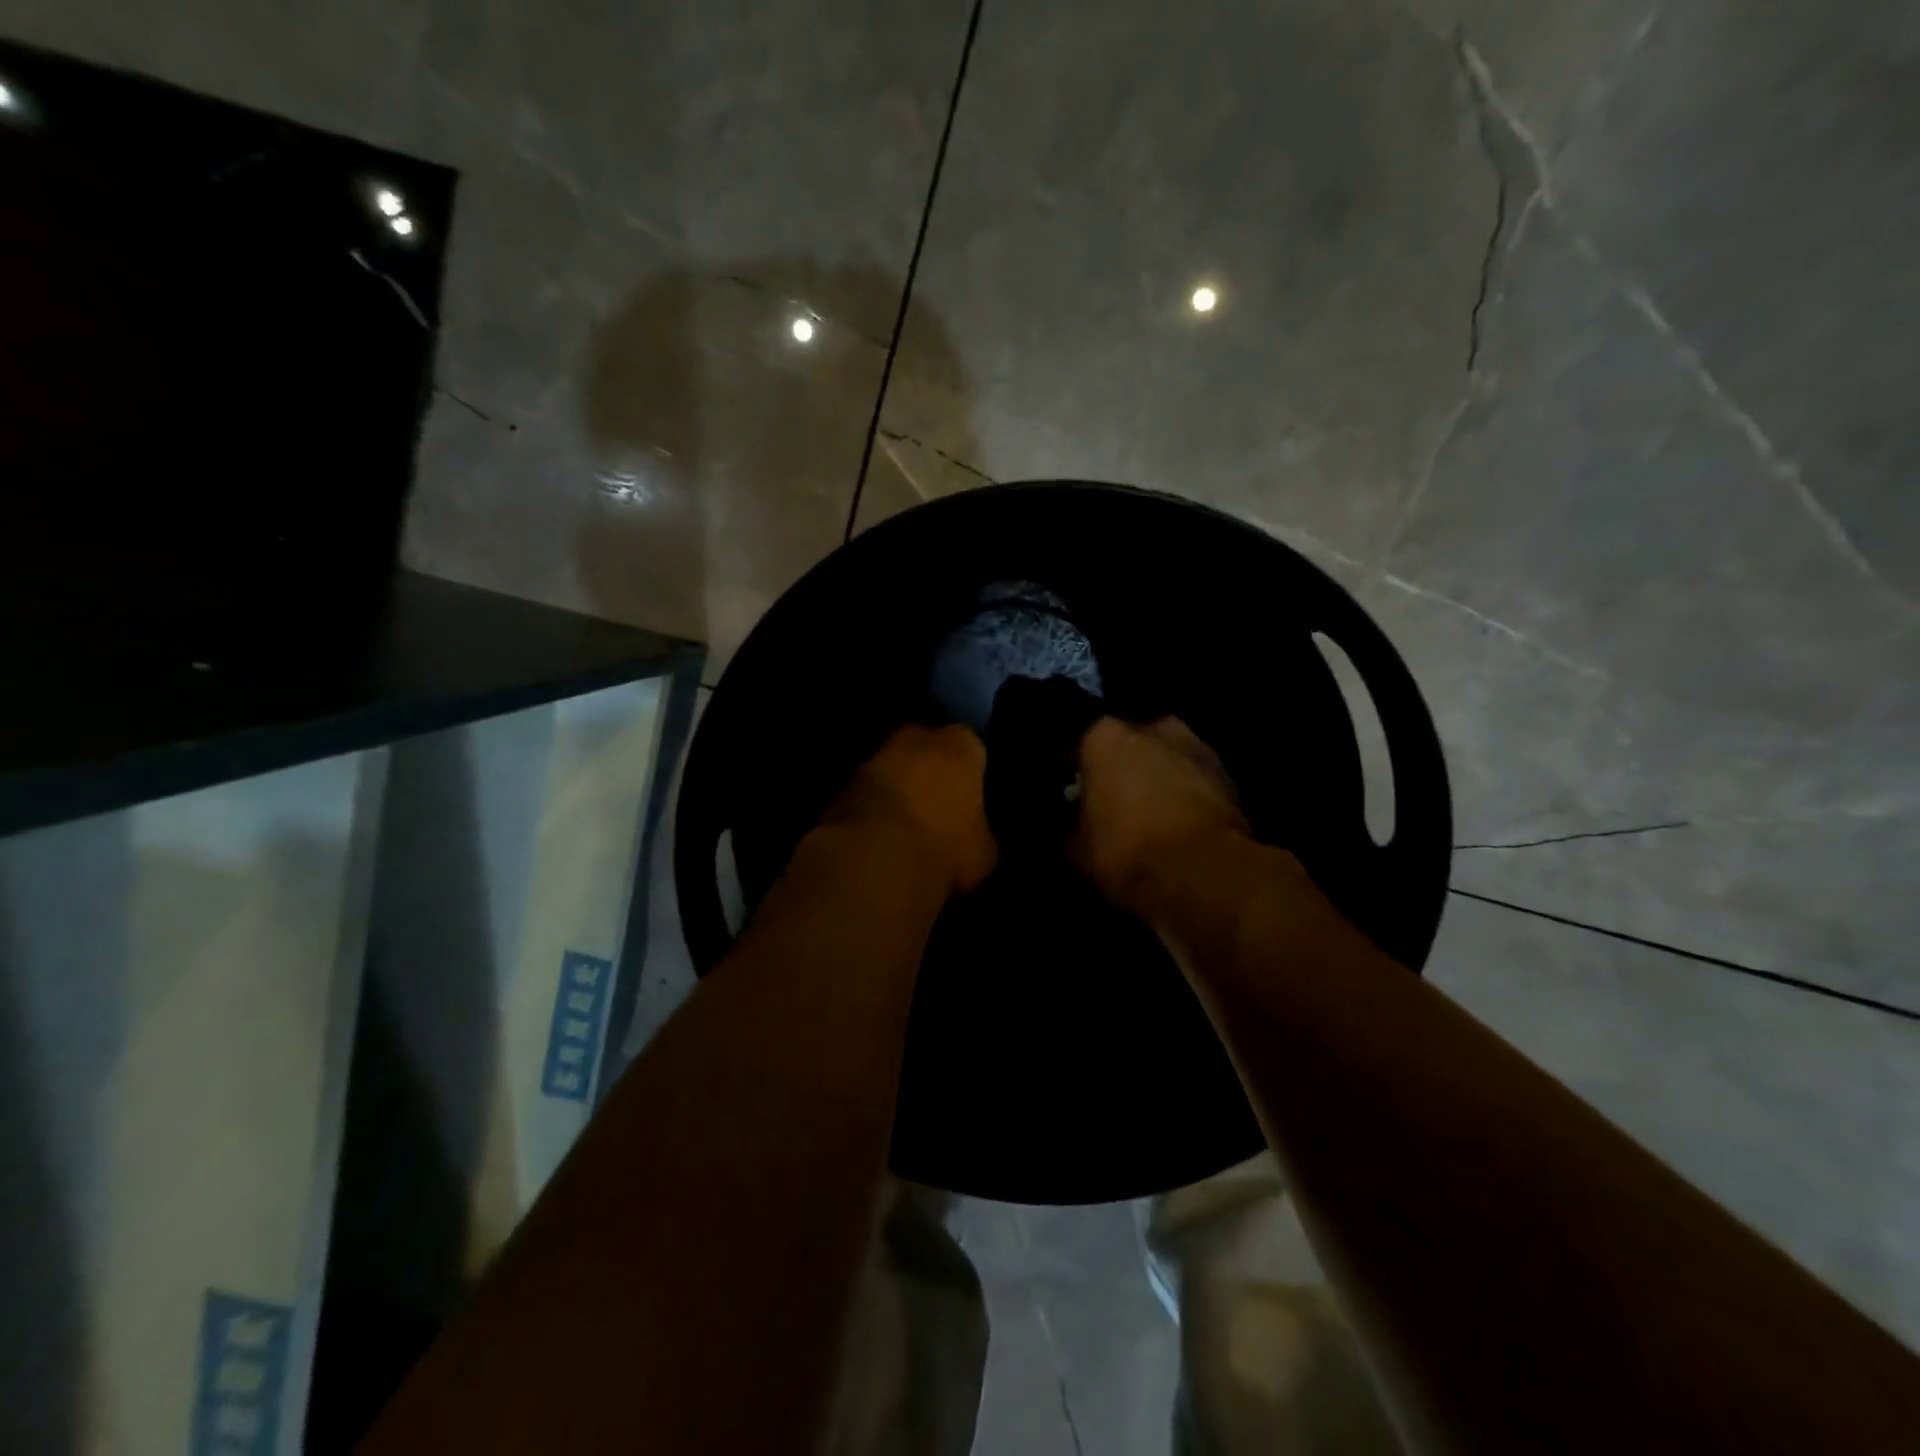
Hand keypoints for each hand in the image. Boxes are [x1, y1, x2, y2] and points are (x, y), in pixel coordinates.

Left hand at [821, 725, 997, 895]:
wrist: (874, 861)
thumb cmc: (946, 848)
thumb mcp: (984, 851)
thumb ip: (980, 831)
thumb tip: (974, 837)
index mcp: (960, 745)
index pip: (972, 748)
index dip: (971, 772)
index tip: (970, 796)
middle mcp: (915, 737)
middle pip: (926, 749)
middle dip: (929, 771)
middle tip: (936, 806)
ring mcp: (873, 756)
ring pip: (892, 768)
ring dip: (896, 787)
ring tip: (904, 823)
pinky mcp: (841, 783)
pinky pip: (866, 792)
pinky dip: (871, 807)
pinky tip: (877, 834)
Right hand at [1070, 716, 1250, 915]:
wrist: (1204, 874)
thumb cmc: (1127, 851)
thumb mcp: (1079, 849)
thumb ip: (1075, 825)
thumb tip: (1076, 826)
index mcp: (1105, 736)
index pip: (1080, 743)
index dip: (1076, 769)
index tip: (1074, 791)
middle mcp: (1152, 727)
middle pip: (1130, 743)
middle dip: (1124, 767)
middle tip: (1117, 801)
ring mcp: (1196, 746)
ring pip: (1167, 758)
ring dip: (1160, 777)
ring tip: (1153, 813)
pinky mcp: (1228, 773)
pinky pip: (1195, 779)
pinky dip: (1188, 794)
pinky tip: (1181, 823)